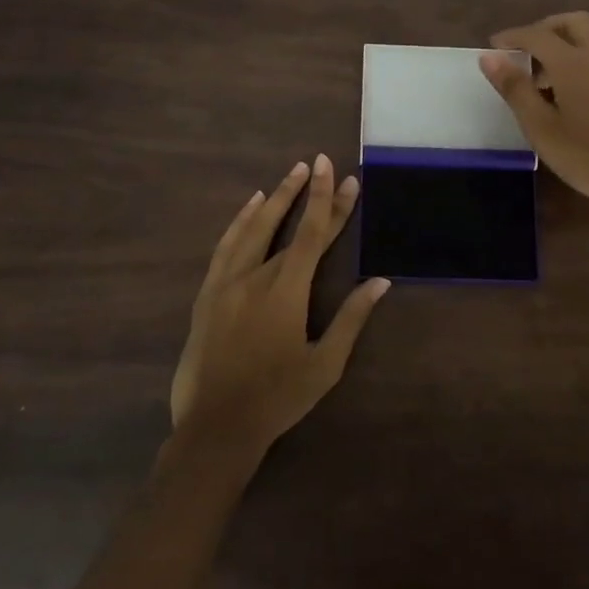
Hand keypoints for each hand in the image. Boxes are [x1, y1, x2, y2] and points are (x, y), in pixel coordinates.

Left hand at [170, 156, 389, 457]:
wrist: (216, 427)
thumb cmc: (278, 397)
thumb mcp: (324, 364)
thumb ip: (351, 318)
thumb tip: (379, 281)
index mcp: (287, 289)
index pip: (314, 234)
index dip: (331, 202)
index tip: (343, 175)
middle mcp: (257, 275)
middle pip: (289, 226)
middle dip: (309, 194)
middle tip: (319, 161)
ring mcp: (228, 282)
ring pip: (254, 228)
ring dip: (275, 198)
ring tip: (291, 174)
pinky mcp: (208, 293)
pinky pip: (226, 245)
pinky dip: (240, 221)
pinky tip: (251, 207)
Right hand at [481, 12, 588, 221]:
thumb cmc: (587, 155)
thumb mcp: (541, 127)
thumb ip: (515, 88)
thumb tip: (489, 57)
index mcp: (573, 62)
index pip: (537, 34)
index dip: (512, 37)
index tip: (493, 46)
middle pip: (571, 23)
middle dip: (544, 29)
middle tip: (523, 51)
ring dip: (562, 45)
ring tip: (540, 79)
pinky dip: (578, 59)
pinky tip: (567, 94)